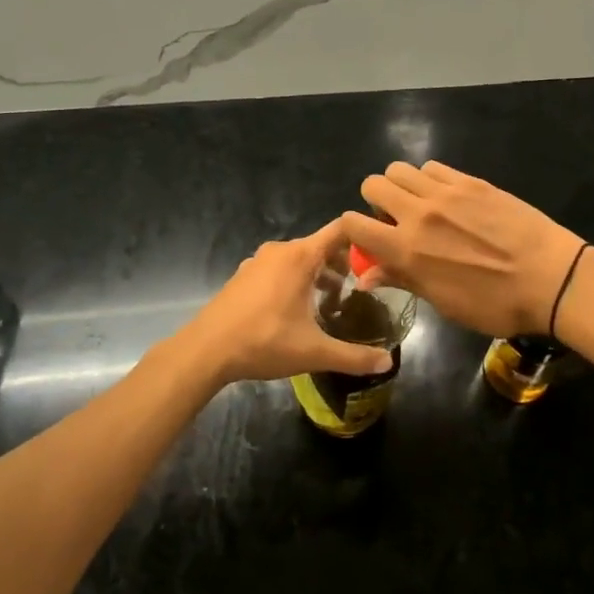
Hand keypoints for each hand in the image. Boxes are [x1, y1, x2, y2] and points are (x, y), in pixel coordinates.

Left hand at [174, 218, 394, 385]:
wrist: (206, 350)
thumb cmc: (264, 342)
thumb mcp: (314, 352)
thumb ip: (354, 356)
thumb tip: (387, 362)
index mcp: (300, 256)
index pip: (340, 230)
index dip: (363, 238)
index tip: (381, 254)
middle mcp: (280, 250)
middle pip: (321, 246)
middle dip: (343, 265)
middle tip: (360, 290)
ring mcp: (258, 261)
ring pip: (299, 259)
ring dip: (318, 275)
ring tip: (331, 303)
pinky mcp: (244, 276)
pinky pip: (279, 269)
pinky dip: (295, 280)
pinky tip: (297, 310)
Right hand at [344, 162, 584, 338]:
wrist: (550, 278)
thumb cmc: (495, 304)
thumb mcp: (444, 302)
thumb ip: (402, 279)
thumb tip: (367, 275)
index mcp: (406, 250)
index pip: (353, 223)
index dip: (352, 229)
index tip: (366, 238)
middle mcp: (418, 214)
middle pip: (373, 184)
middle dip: (375, 200)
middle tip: (394, 218)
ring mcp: (446, 192)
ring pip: (401, 169)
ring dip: (401, 185)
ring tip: (419, 204)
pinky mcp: (471, 181)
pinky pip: (434, 167)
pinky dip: (429, 179)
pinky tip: (447, 197)